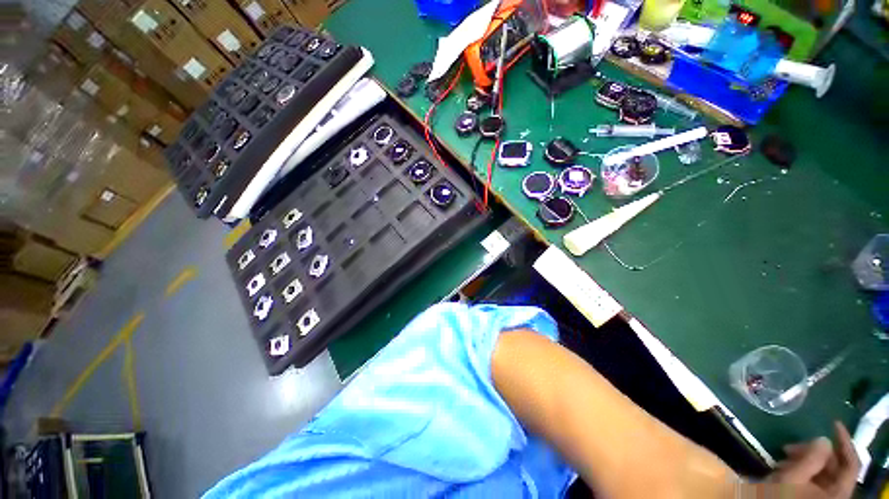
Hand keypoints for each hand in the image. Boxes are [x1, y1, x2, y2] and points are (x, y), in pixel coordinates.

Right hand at [765, 422, 860, 498]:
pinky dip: (800, 467)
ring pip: (821, 470)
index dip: (845, 442)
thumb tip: (823, 438)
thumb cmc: (780, 496)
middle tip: (790, 445)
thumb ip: (811, 458)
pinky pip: (812, 477)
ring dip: (804, 459)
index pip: (851, 464)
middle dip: (813, 452)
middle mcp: (834, 494)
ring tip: (783, 456)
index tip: (833, 423)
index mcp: (837, 492)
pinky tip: (783, 466)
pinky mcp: (810, 494)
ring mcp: (822, 495)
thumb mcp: (792, 477)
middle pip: (834, 466)